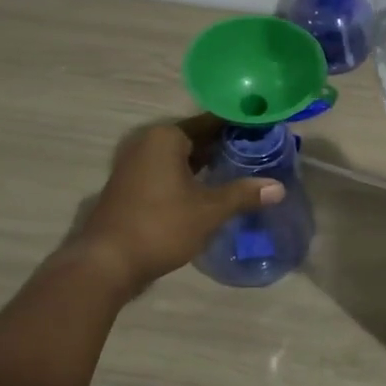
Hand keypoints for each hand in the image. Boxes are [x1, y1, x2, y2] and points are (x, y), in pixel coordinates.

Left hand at [72, 115, 283, 294]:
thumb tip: (278, 188)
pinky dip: (189, 177)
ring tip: (242, 171)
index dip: (239, 127)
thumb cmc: (161, 226)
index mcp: (166, 137)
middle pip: (195, 138)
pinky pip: (168, 172)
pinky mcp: (131, 186)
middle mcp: (148, 142)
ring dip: (207, 164)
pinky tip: (211, 190)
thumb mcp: (208, 211)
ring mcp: (135, 164)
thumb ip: (243, 194)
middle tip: (260, 153)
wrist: (107, 263)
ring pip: (181, 157)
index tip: (265, 131)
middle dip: (225, 146)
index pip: (211, 122)